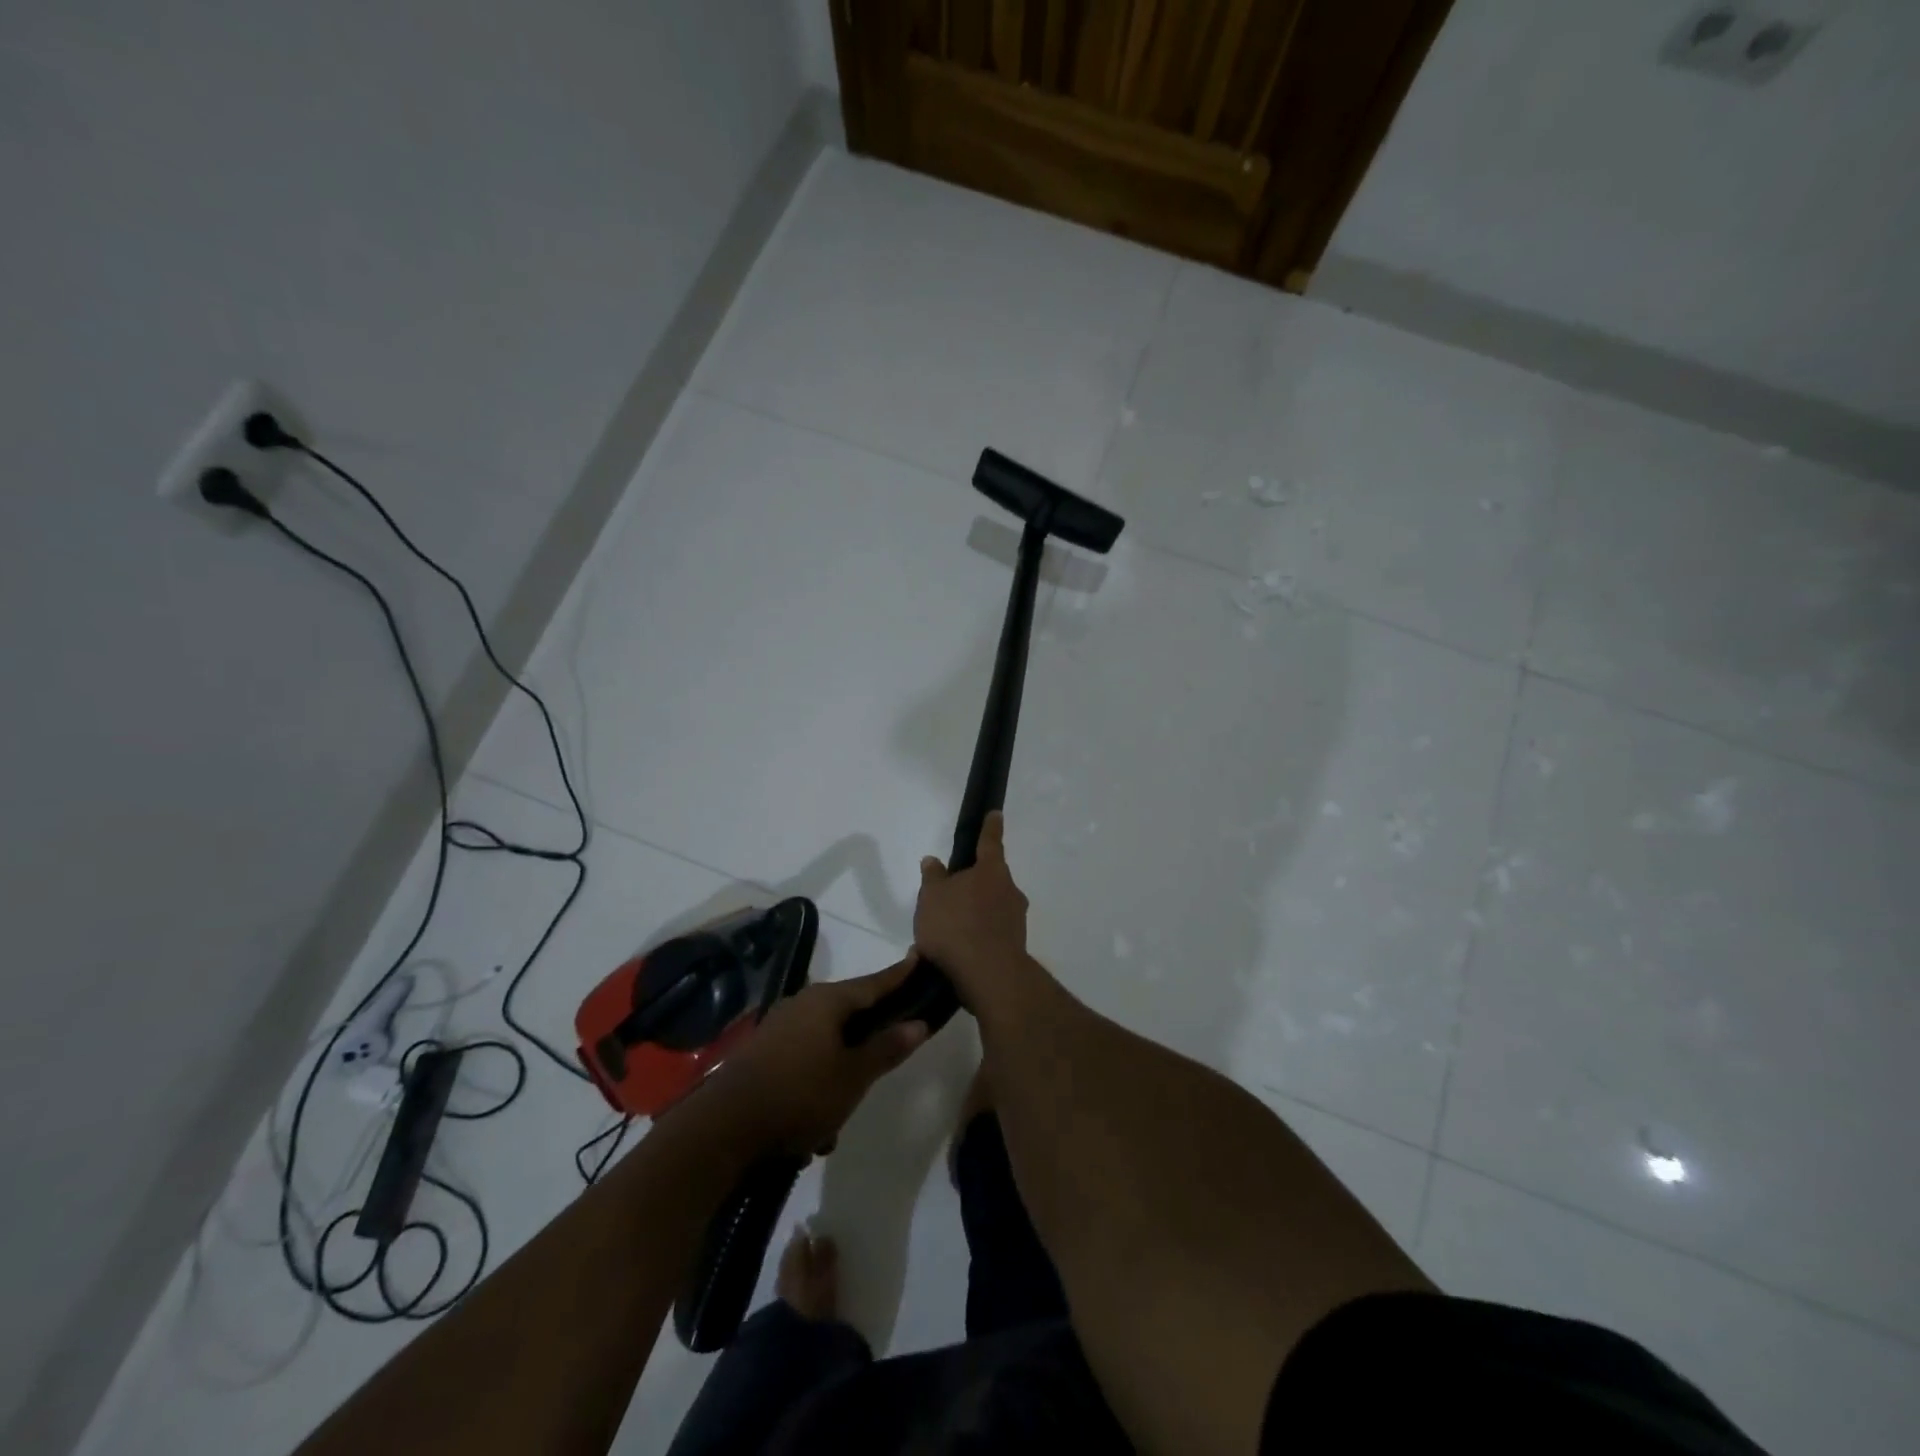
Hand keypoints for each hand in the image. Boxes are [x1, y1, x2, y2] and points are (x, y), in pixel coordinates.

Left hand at [708, 958, 928, 1156]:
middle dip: (867, 1038)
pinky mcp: (761, 1053)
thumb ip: (887, 1048)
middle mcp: (802, 1004)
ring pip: (824, 1044)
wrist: (724, 1128)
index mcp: (827, 1001)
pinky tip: (812, 1128)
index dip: (899, 975)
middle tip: (888, 1054)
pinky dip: (814, 1086)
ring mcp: (778, 1027)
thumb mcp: (853, 1076)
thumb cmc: (800, 1094)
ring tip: (839, 1119)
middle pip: (847, 1012)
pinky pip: (801, 1062)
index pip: (873, 983)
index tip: (918, 958)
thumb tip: (918, 1023)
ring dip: (838, 1075)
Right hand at [914, 812, 1048, 1019]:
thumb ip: (933, 878)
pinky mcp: (1015, 945)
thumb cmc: (956, 926)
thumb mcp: (932, 897)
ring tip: (946, 933)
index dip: (990, 827)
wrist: (987, 975)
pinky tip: (958, 952)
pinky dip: (977, 937)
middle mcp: (1010, 890)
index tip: (996, 814)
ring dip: (974, 914)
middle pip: (991, 879)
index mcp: (991, 871)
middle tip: (950, 896)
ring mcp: (1016, 919)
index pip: (990, 842)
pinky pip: (992, 933)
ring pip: (992, 908)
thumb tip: (933, 860)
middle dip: (974, 884)